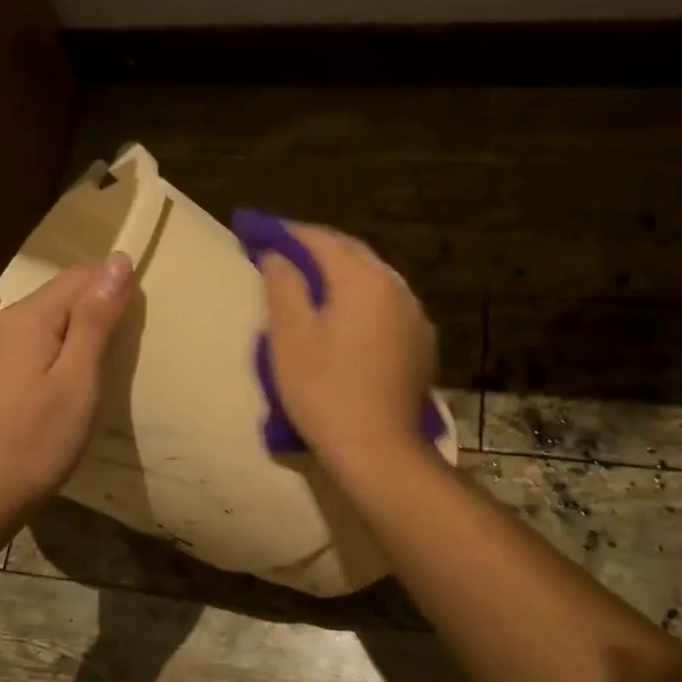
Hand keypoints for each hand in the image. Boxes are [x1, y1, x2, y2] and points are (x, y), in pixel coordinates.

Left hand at [0, 252, 135, 519]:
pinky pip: (16, 350)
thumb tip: (117, 262)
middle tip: (110, 364)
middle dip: (88, 319)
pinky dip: (39, 359)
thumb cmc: (36, 442)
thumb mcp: (79, 380)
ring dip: (64, 341)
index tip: (131, 328)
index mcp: (23, 317)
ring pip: (35, 327)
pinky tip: (45, 393)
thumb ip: (96, 319)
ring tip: (82, 381)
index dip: (112, 291)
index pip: (79, 278)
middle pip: (54, 301)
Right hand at [259, 224, 436, 469]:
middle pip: (352, 252)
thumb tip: (277, 255)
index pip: (321, 240)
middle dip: (317, 248)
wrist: (379, 449)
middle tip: (283, 251)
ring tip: (312, 281)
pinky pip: (387, 304)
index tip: (260, 231)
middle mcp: (396, 286)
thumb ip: (283, 286)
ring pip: (373, 277)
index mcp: (363, 279)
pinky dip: (362, 298)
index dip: (288, 233)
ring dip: (342, 272)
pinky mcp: (421, 342)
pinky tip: (346, 315)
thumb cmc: (325, 390)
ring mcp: (415, 315)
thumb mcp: (290, 337)